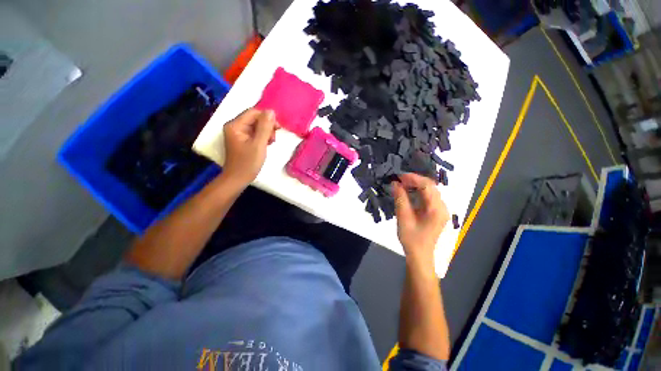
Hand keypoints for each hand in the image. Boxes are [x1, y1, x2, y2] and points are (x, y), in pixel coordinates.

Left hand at [223, 108, 278, 186]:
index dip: (267, 118)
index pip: (253, 113)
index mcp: (235, 125)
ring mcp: (238, 133)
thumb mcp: (259, 144)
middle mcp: (235, 126)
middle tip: (273, 139)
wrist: (238, 179)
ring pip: (256, 126)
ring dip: (266, 132)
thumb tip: (271, 111)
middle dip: (267, 127)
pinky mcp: (242, 139)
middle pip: (255, 119)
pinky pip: (254, 133)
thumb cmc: (248, 163)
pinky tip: (266, 144)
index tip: (277, 129)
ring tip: (270, 143)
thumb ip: (265, 127)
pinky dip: (262, 137)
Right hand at [392, 173, 448, 265]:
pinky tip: (408, 193)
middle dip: (414, 180)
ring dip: (416, 185)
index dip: (413, 178)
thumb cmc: (411, 239)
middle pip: (430, 186)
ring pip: (429, 191)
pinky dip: (418, 192)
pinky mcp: (436, 213)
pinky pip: (428, 197)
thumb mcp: (404, 218)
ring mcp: (441, 210)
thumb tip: (395, 183)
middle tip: (399, 180)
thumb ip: (400, 199)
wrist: (420, 256)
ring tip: (402, 185)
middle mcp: (442, 207)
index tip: (399, 176)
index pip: (427, 186)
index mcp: (437, 209)